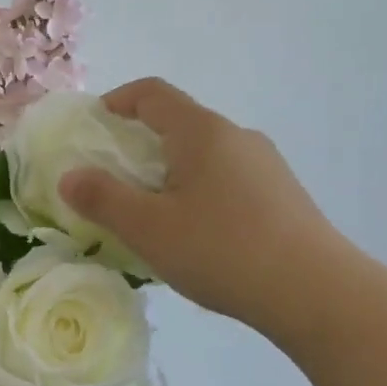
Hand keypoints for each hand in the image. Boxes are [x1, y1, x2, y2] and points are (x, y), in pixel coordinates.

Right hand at [58, 79, 343, 338]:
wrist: (316, 292)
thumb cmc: (222, 250)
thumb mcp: (148, 228)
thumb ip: (102, 198)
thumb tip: (70, 176)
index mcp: (202, 132)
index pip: (152, 93)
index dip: (117, 101)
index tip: (93, 127)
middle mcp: (237, 137)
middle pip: (178, 124)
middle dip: (139, 146)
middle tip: (113, 182)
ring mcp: (266, 165)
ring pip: (204, 156)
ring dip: (170, 173)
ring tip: (153, 216)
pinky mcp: (282, 196)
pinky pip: (227, 180)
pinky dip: (198, 193)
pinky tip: (197, 237)